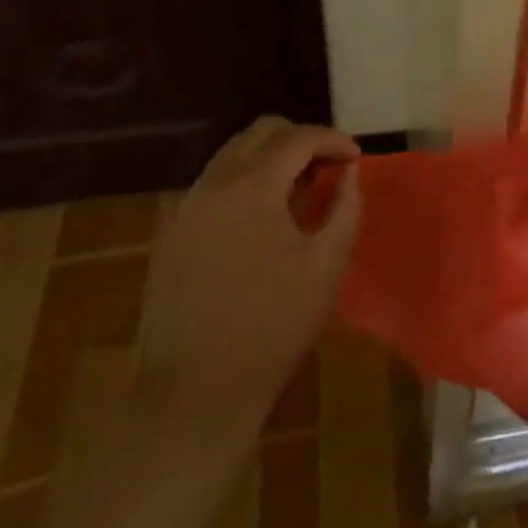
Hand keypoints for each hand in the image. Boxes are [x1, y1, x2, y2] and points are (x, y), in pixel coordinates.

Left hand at [138, 116, 361, 424]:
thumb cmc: (272, 328)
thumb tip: (350, 173)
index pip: (298, 138)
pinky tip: (262, 218)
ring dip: (270, 158)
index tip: (356, 158)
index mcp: (252, 187)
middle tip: (328, 167)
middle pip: (261, 132)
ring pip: (234, 154)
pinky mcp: (172, 232)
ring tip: (298, 190)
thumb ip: (346, 207)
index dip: (333, 140)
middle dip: (300, 139)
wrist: (193, 396)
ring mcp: (186, 207)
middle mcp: (213, 183)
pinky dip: (245, 181)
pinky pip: (214, 183)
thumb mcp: (327, 266)